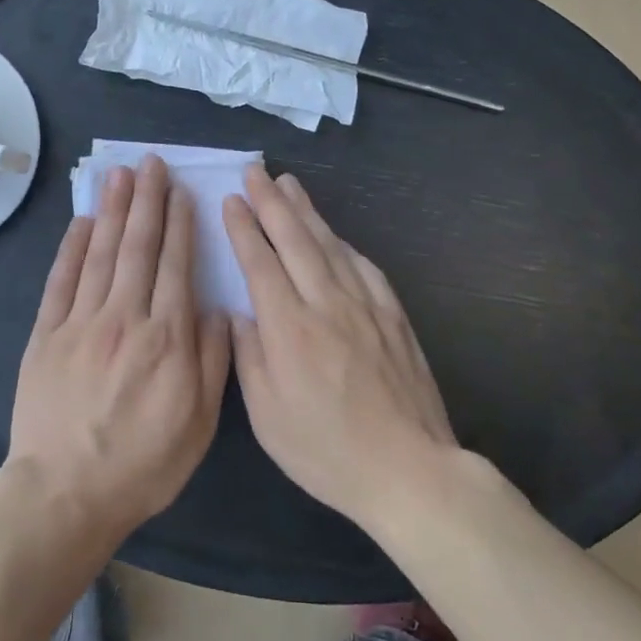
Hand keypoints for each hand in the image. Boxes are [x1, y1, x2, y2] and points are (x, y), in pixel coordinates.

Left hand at [8, 155, 230, 540]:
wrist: (66, 492)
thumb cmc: (143, 463)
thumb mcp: (200, 423)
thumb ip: (212, 361)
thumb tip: (217, 308)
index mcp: (167, 339)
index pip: (176, 267)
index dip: (180, 224)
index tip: (182, 191)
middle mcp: (125, 319)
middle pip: (138, 248)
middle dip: (147, 201)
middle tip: (151, 163)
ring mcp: (81, 323)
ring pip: (101, 254)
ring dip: (113, 210)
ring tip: (120, 174)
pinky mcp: (46, 335)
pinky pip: (61, 280)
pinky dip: (72, 247)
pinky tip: (83, 221)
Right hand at [223, 166, 459, 531]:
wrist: (409, 469)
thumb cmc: (326, 450)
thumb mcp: (268, 416)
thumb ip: (249, 357)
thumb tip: (238, 314)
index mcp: (289, 328)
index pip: (261, 263)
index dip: (244, 228)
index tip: (231, 200)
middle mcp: (326, 304)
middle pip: (295, 240)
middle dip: (271, 202)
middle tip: (255, 171)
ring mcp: (365, 306)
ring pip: (330, 244)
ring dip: (306, 210)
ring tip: (289, 183)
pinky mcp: (393, 316)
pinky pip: (364, 266)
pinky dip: (343, 242)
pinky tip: (335, 233)